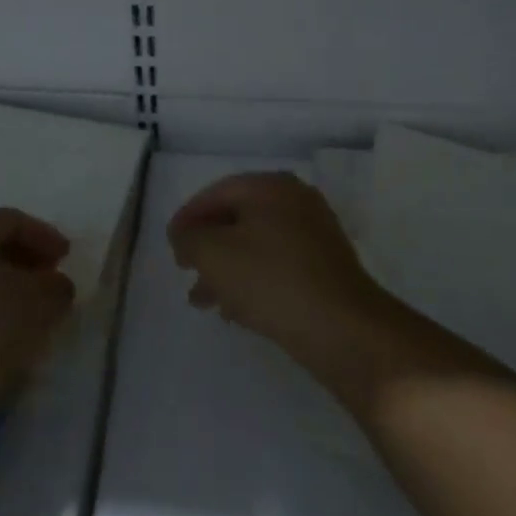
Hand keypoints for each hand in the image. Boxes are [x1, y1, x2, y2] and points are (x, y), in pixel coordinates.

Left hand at [0, 208, 76, 421]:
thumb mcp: (38, 303)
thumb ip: (55, 286)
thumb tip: (54, 284)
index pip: (12, 220)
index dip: (44, 235)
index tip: (68, 257)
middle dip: (24, 260)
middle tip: (51, 282)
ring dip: (5, 288)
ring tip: (30, 314)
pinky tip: (1, 337)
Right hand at [167, 171, 391, 374]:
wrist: (344, 329)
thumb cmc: (271, 280)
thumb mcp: (214, 254)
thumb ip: (190, 238)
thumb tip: (185, 236)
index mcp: (270, 186)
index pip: (217, 192)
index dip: (188, 217)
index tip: (170, 244)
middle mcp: (295, 200)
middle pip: (238, 218)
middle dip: (207, 246)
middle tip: (185, 270)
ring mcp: (315, 234)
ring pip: (257, 245)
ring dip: (226, 268)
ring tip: (204, 300)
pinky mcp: (326, 267)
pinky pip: (277, 266)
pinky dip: (253, 280)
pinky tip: (237, 310)